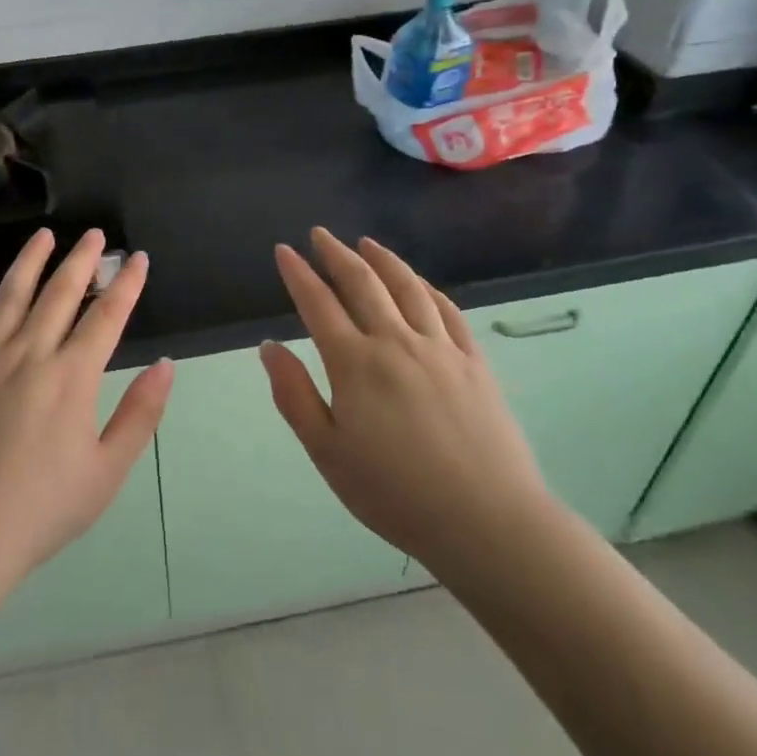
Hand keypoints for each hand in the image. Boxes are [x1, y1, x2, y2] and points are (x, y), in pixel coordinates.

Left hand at [0, 228, 172, 602]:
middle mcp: (28, 355)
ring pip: (10, 296)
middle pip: (60, 294)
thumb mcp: (105, 473)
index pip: (106, 317)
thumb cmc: (37, 512)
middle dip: (82, 260)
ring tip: (44, 236)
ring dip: (30, 262)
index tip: (137, 258)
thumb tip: (165, 366)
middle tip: (93, 235)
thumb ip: (139, 415)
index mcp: (71, 378)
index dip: (126, 284)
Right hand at [261, 227, 553, 568]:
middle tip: (320, 235)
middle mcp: (396, 341)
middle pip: (362, 283)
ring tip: (366, 243)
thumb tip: (269, 347)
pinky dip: (427, 288)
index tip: (284, 251)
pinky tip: (420, 284)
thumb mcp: (327, 453)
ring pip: (407, 287)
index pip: (318, 303)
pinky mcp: (474, 362)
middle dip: (336, 254)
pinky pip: (447, 311)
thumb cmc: (395, 493)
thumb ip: (295, 395)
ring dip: (383, 260)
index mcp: (355, 363)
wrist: (487, 521)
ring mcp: (441, 348)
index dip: (298, 274)